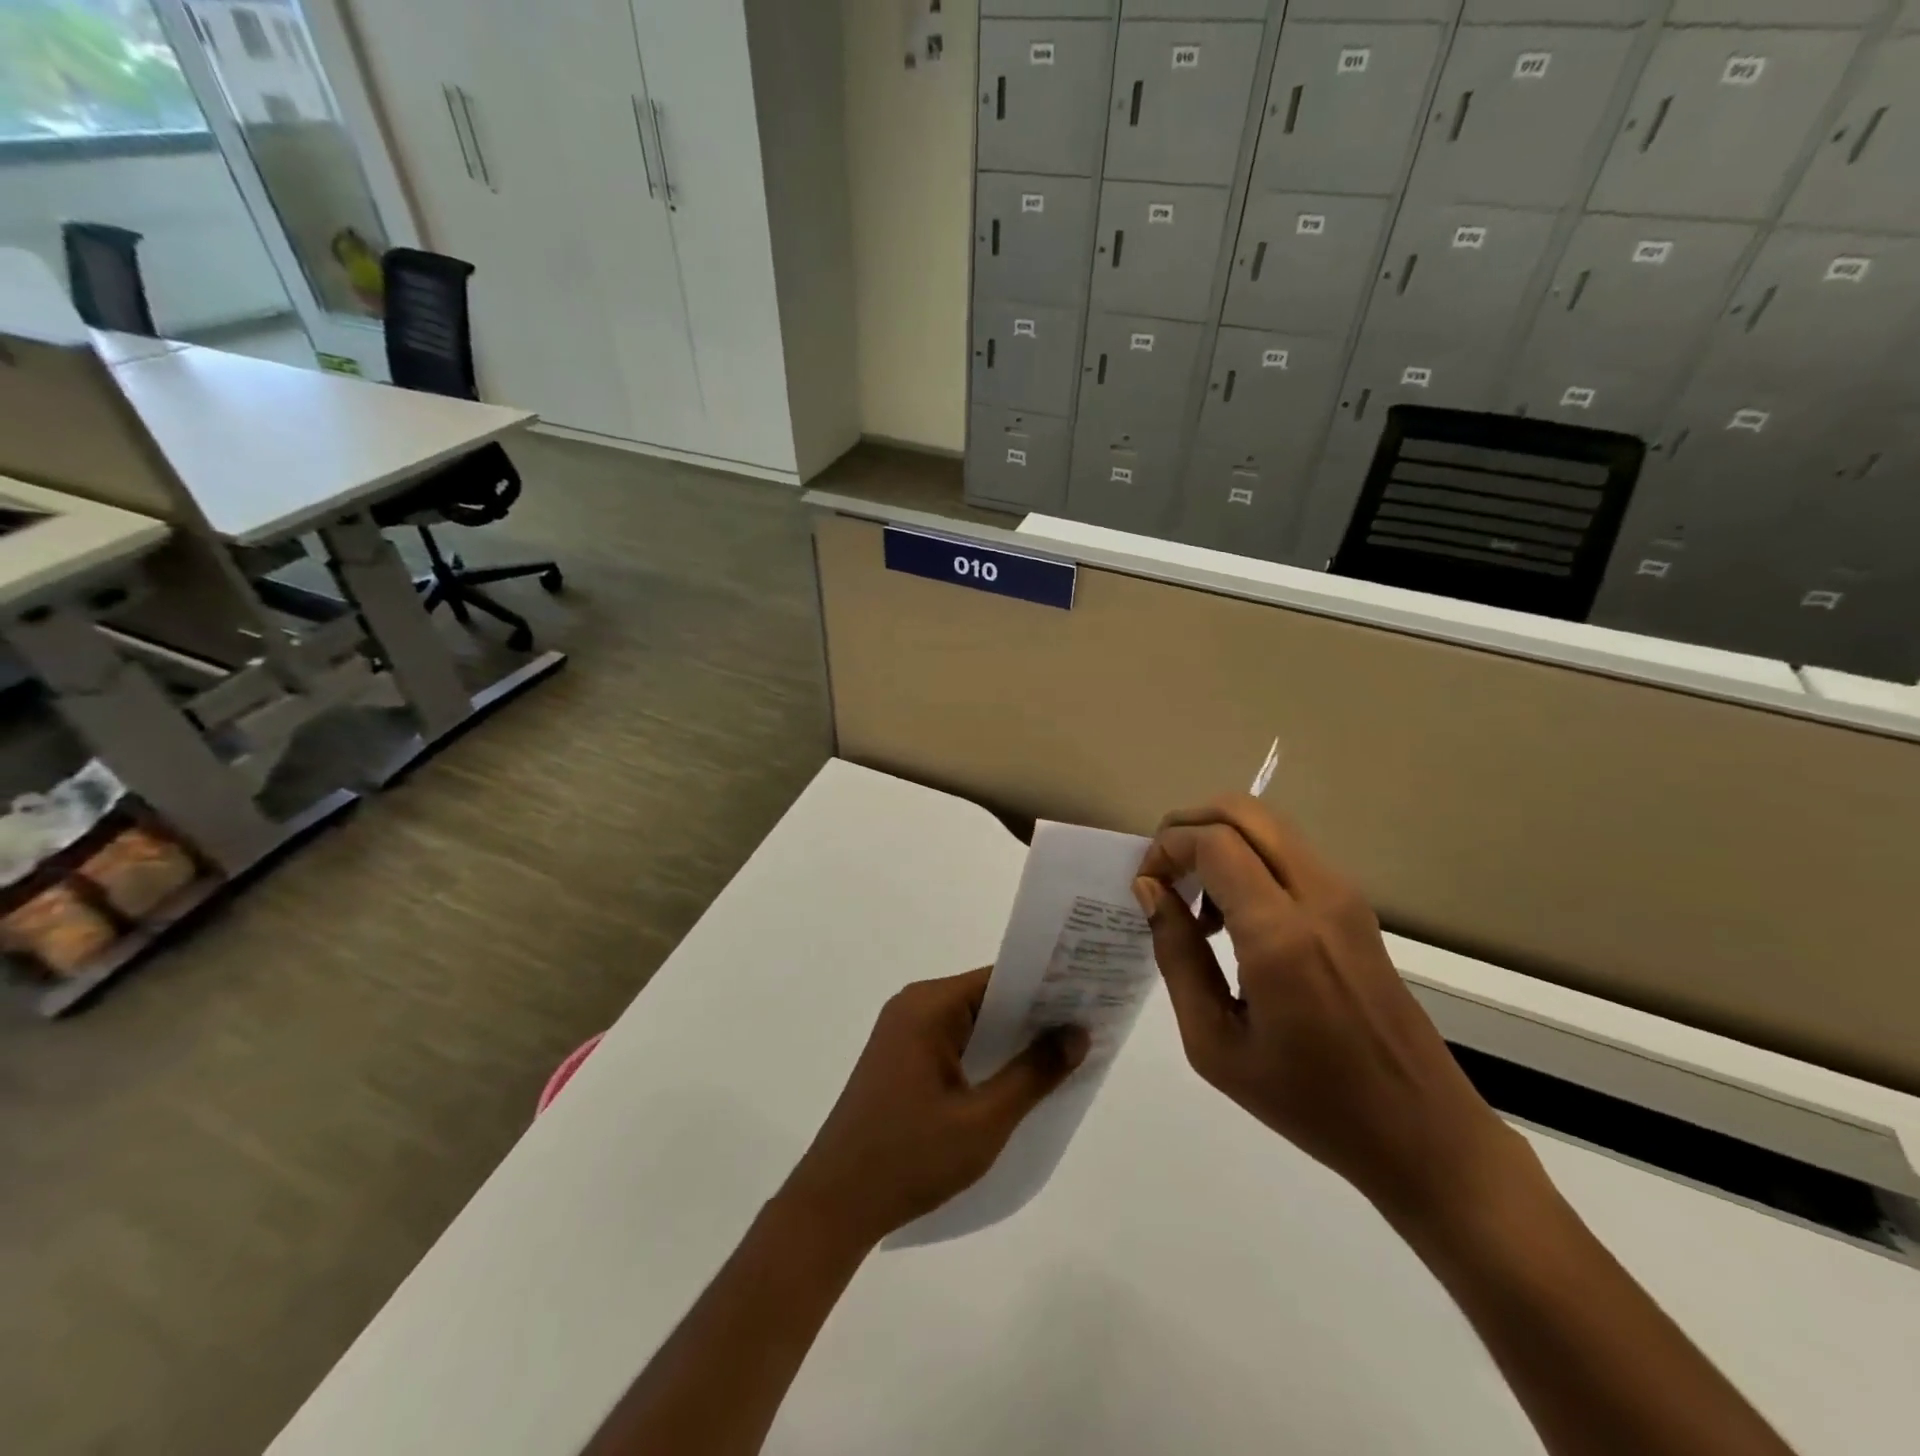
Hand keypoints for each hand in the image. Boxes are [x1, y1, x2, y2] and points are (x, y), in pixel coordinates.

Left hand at [778, 969, 1088, 1250]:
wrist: (833, 1206)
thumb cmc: (910, 1158)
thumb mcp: (983, 1121)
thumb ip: (1033, 1074)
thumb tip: (1078, 1033)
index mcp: (927, 1006)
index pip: (998, 979)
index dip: (1045, 985)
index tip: (1089, 996)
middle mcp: (913, 1007)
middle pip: (985, 998)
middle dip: (1033, 1014)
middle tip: (1088, 1025)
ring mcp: (903, 1034)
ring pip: (971, 1023)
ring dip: (1011, 1038)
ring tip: (1066, 1053)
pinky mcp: (901, 1060)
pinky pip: (955, 1043)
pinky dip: (986, 1055)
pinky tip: (1019, 1079)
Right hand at [1134, 795, 1526, 1228]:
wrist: (1420, 1130)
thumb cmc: (1308, 1101)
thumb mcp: (1214, 1044)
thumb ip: (1177, 955)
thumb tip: (1151, 890)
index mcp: (1281, 935)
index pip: (1213, 842)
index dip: (1167, 848)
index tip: (1145, 885)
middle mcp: (1318, 896)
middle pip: (1243, 811)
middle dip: (1188, 824)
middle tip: (1162, 872)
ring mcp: (1344, 895)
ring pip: (1267, 824)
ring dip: (1219, 840)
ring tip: (1196, 902)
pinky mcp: (1355, 906)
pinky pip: (1288, 852)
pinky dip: (1247, 858)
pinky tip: (1234, 918)